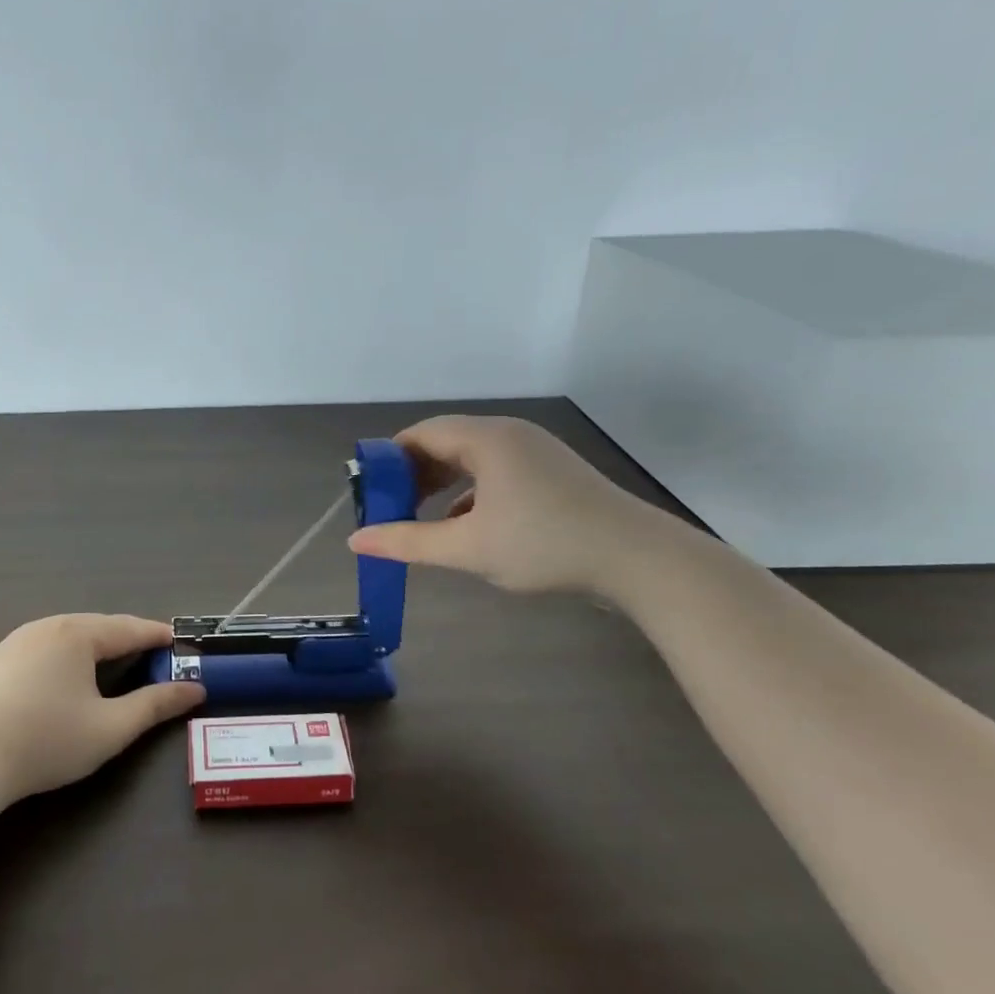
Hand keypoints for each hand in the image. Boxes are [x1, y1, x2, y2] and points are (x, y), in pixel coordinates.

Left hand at [0, 614, 204, 801]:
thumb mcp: (111, 728)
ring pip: (67, 634)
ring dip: (94, 644)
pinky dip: (65, 655)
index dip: (156, 635)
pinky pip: (42, 648)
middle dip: (126, 637)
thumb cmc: (48, 741)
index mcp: (77, 634)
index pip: (128, 629)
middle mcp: (47, 626)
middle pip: (98, 626)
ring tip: (112, 660)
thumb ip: (155, 705)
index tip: (178, 639)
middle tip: (151, 652)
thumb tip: (195, 689)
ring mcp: (15, 641)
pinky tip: (64, 676)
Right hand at [346, 415, 670, 596]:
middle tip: (390, 507)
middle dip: (412, 474)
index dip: (388, 460)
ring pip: (471, 458)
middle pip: (445, 442)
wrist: (638, 560)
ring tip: (420, 516)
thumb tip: (356, 541)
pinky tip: (465, 524)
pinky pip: (496, 471)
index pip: (420, 433)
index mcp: (486, 439)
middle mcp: (509, 434)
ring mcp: (535, 452)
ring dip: (441, 484)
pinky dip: (471, 491)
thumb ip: (408, 541)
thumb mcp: (467, 548)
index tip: (370, 492)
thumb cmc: (545, 545)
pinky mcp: (551, 472)